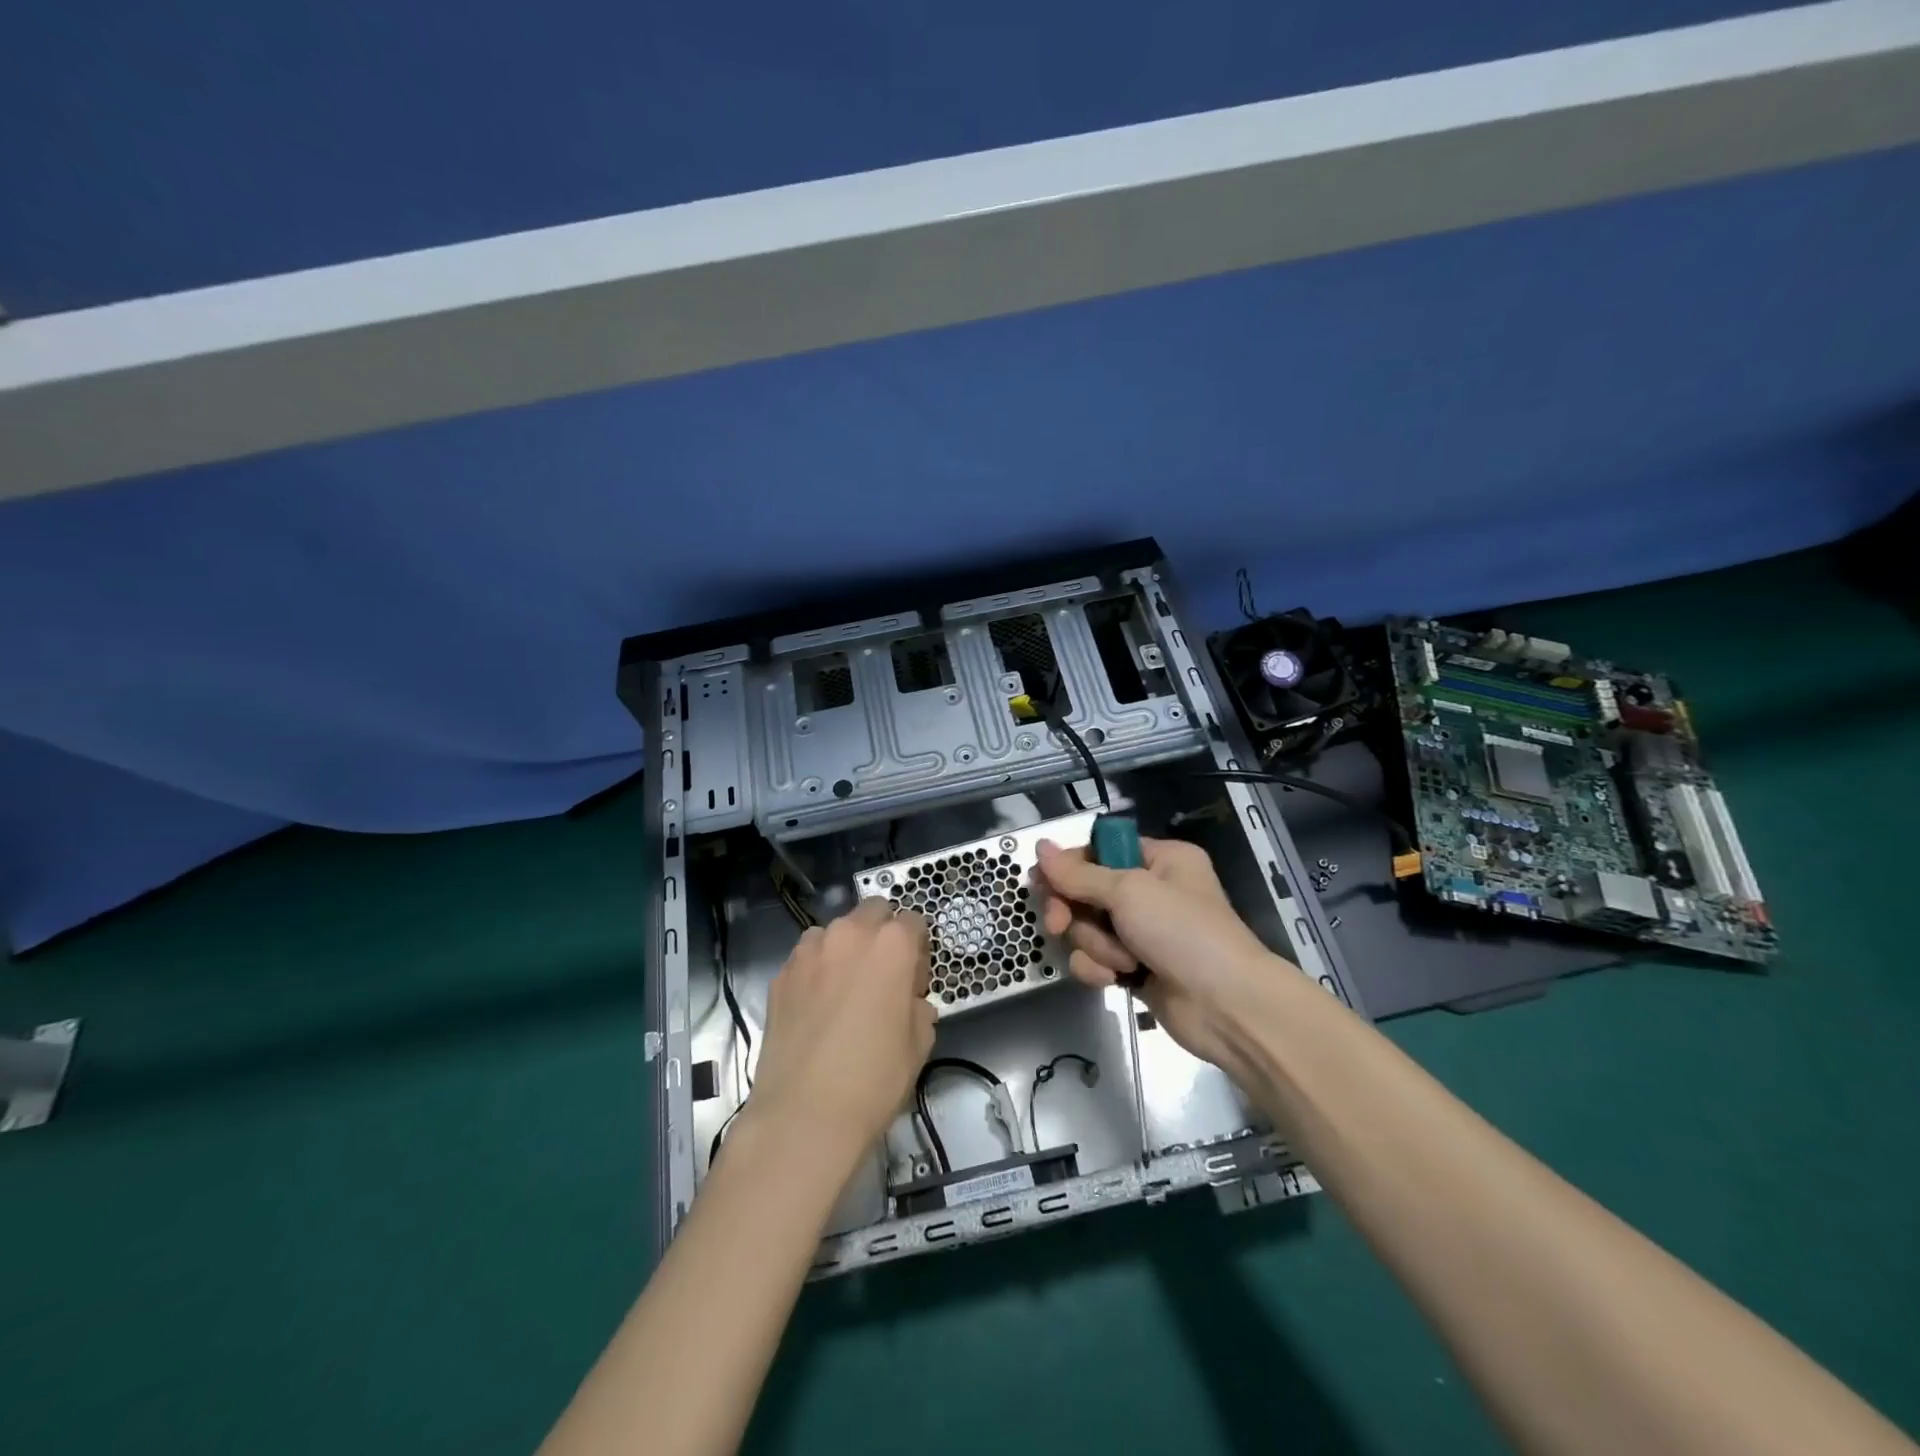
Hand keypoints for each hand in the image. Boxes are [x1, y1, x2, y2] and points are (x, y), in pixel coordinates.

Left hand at [743, 898, 934, 1164]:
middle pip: (873, 911)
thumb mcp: (920, 1044)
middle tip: (883, 975)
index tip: (916, 978)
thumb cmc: (874, 1079)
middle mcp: (850, 934)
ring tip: (845, 989)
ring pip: (835, 931)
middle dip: (882, 932)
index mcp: (892, 944)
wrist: (803, 1114)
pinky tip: (817, 1007)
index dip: (919, 948)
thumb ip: (919, 1007)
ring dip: (845, 947)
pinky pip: (806, 958)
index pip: (914, 921)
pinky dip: (816, 970)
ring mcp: (809, 951)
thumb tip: (910, 1001)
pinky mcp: (781, 975)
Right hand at [1033, 837, 1287, 1079]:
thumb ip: (1079, 873)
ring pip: (1087, 927)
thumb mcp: (1129, 891)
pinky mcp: (1134, 967)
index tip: (1044, 883)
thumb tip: (1040, 847)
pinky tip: (1113, 979)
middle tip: (1059, 924)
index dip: (1069, 866)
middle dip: (1073, 911)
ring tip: (1121, 960)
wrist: (1227, 1007)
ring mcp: (1141, 931)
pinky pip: (1095, 958)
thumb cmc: (1183, 932)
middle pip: (1085, 890)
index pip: (1099, 850)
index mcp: (1159, 859)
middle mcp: (1149, 891)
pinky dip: (1098, 968)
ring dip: (1095, 944)